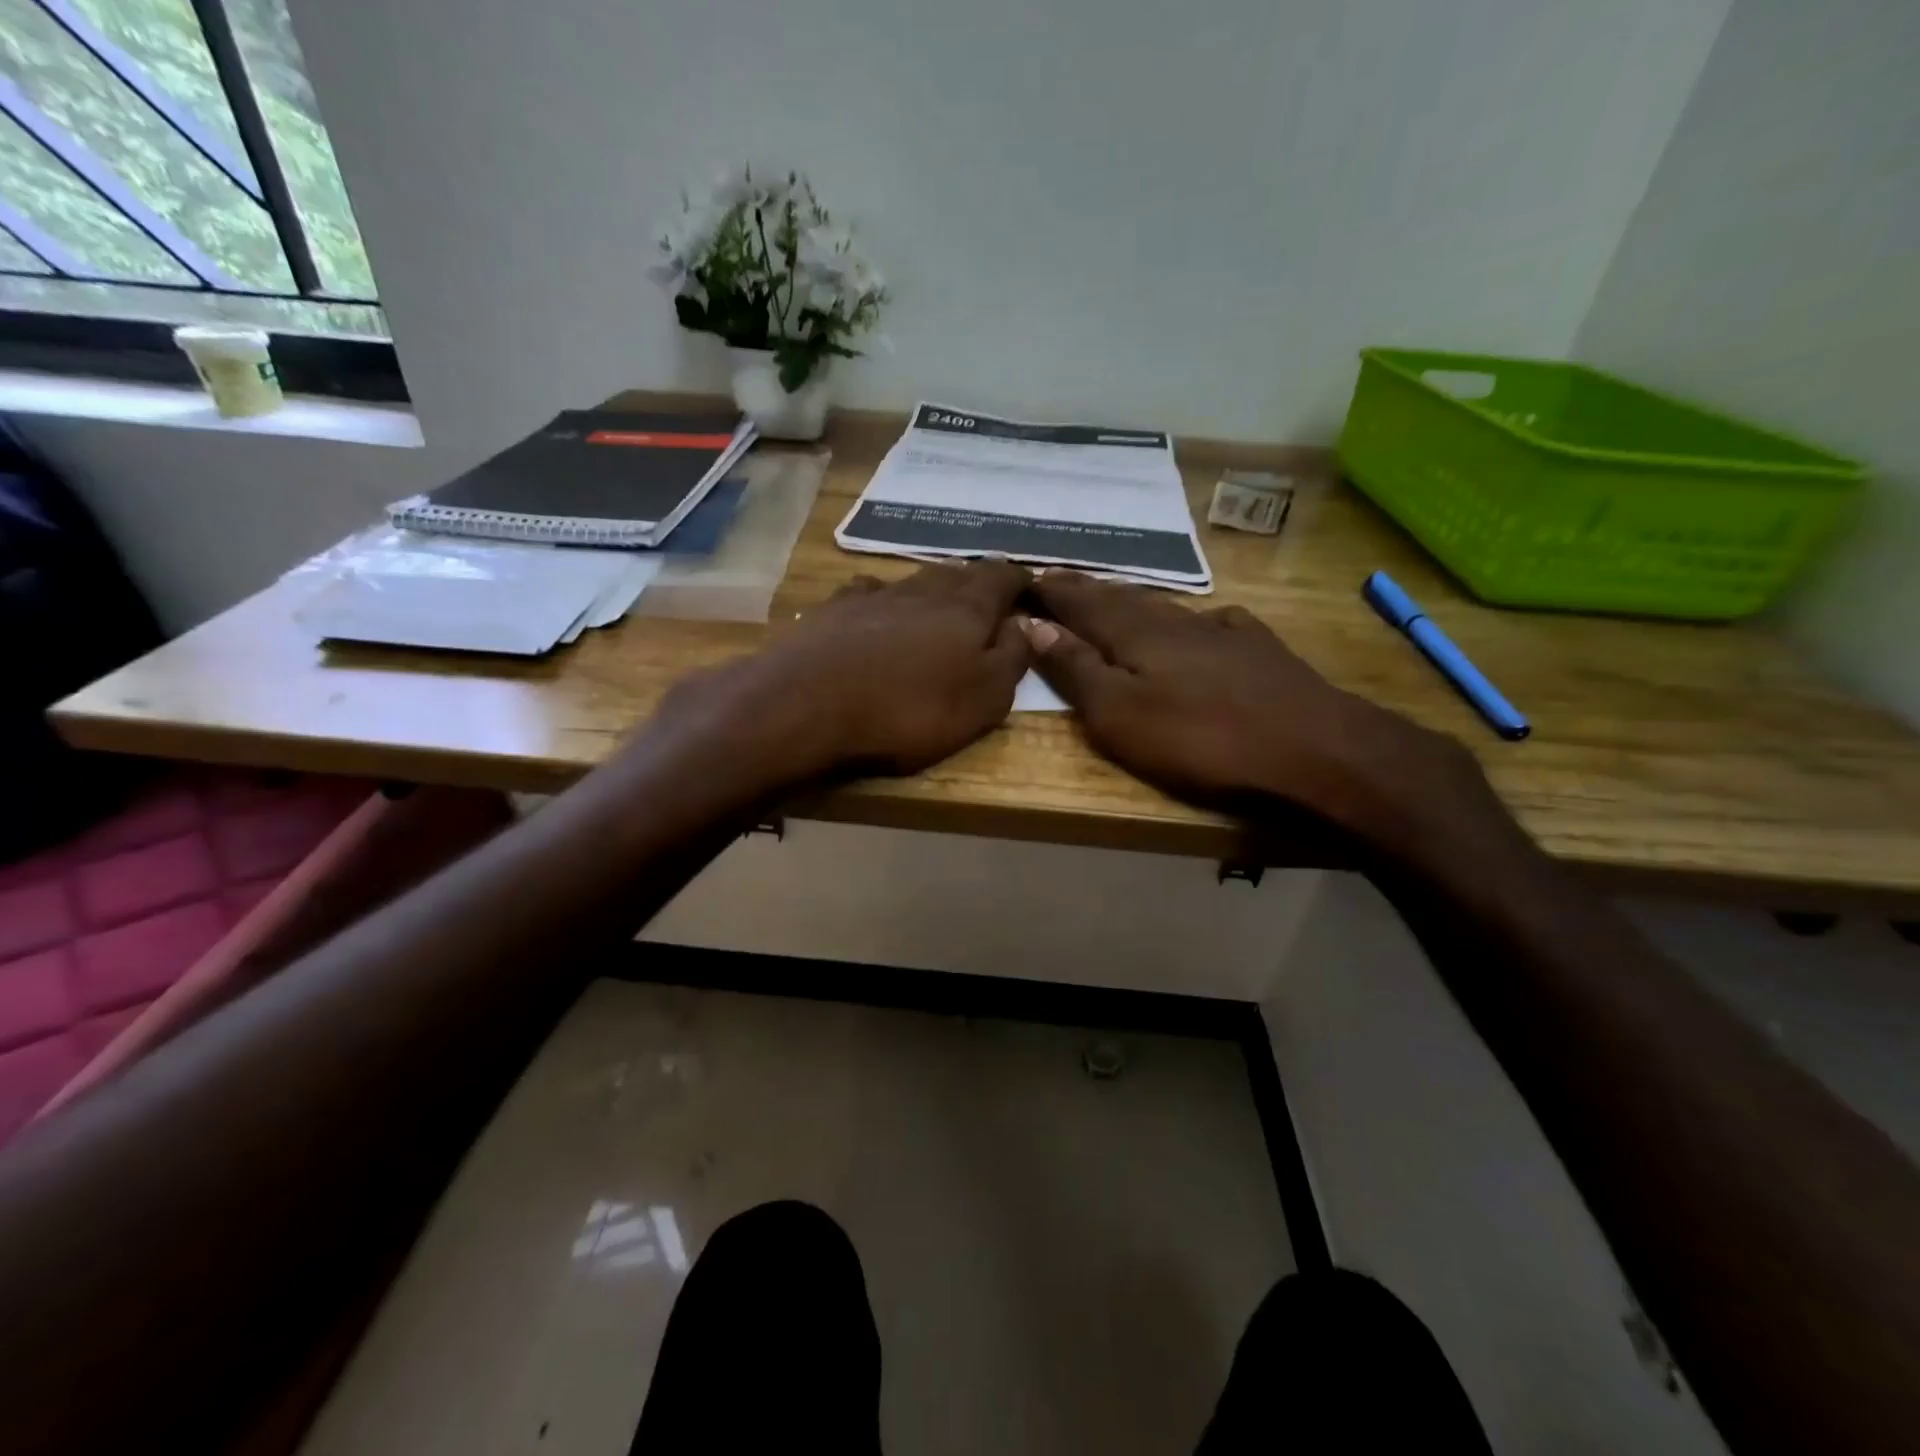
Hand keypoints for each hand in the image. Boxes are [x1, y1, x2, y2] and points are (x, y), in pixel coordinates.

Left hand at [656, 559, 1031, 783]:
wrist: (809, 706)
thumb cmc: (910, 710)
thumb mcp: (984, 699)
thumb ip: (1013, 658)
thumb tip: (1025, 624)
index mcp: (967, 608)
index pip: (1003, 577)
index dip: (1020, 580)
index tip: (1029, 587)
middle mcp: (924, 589)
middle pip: (960, 573)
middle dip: (979, 581)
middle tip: (989, 596)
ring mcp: (875, 595)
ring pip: (916, 580)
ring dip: (934, 589)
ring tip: (941, 604)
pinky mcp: (835, 610)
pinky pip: (871, 593)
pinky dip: (885, 599)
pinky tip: (879, 609)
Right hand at [1023, 571, 1487, 845]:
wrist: (1311, 748)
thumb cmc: (1199, 738)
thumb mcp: (1118, 714)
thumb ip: (1077, 669)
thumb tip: (1035, 625)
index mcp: (1135, 634)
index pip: (1082, 603)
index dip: (1053, 592)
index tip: (1028, 577)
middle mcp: (1175, 621)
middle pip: (1122, 599)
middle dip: (1087, 590)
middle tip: (1061, 578)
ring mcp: (1222, 631)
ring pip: (1165, 607)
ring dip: (1133, 600)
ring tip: (1114, 596)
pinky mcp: (1258, 650)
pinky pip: (1212, 623)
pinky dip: (1192, 620)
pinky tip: (1203, 621)